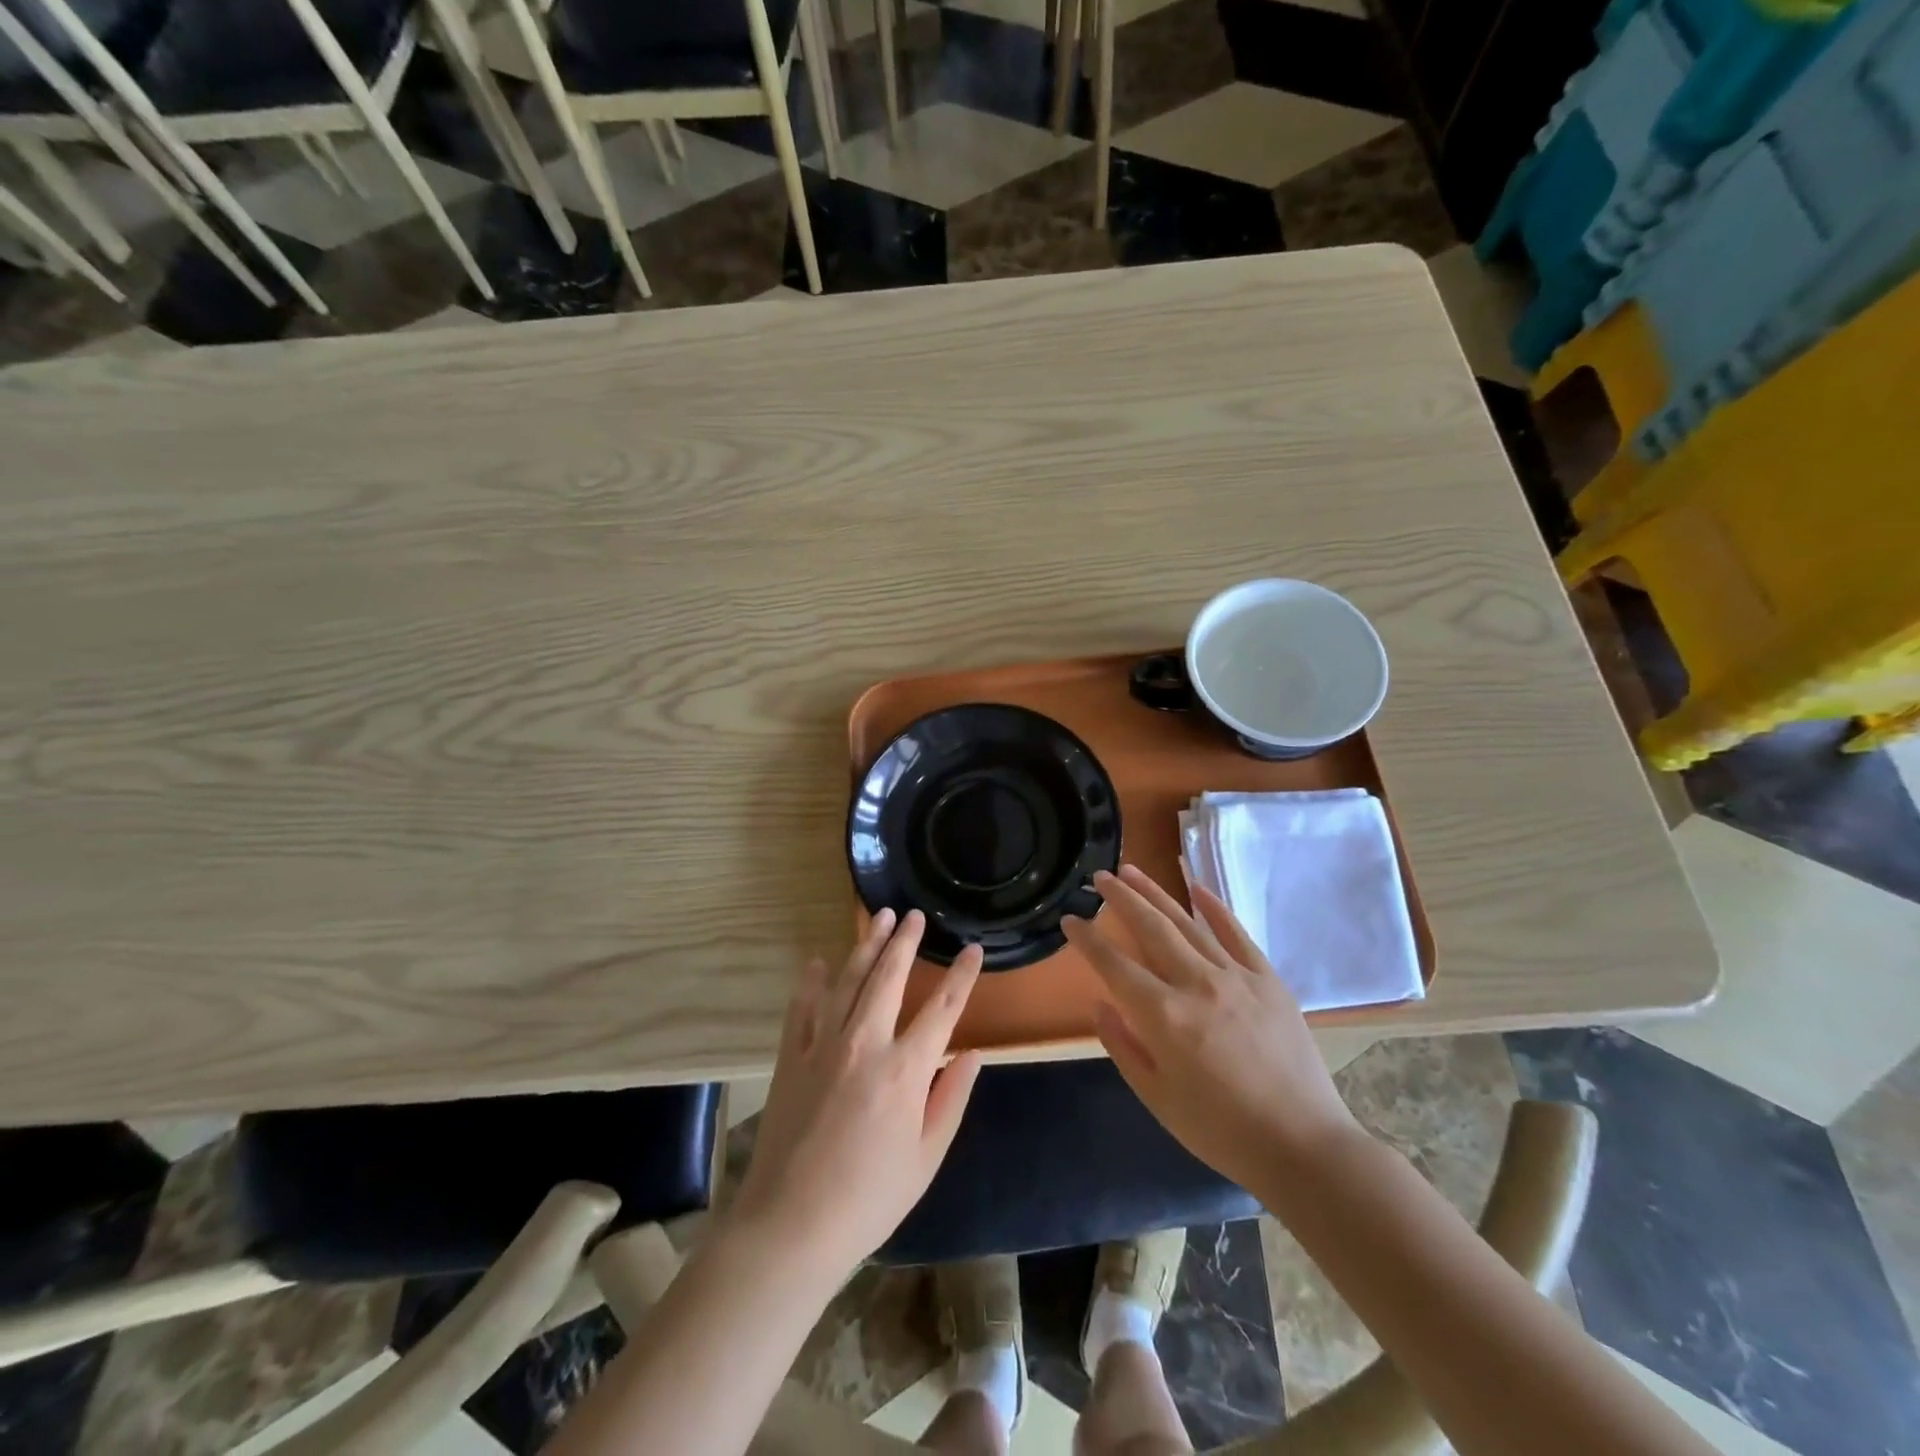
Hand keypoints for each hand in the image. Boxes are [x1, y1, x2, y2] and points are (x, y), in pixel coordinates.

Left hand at [728, 909, 982, 1278]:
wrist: (790, 1226)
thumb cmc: (869, 1199)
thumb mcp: (926, 1158)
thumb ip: (951, 1100)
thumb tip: (972, 1054)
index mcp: (906, 1070)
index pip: (942, 1009)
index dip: (961, 976)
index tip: (972, 949)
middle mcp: (866, 1043)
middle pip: (889, 978)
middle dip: (905, 942)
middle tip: (913, 914)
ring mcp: (823, 1046)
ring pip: (848, 981)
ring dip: (866, 946)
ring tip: (879, 918)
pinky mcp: (791, 1058)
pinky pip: (802, 1008)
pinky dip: (811, 982)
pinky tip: (818, 962)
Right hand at [1063, 865, 1358, 1193]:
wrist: (1302, 1146)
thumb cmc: (1221, 1131)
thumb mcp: (1157, 1098)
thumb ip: (1123, 1046)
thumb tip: (1100, 1004)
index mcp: (1164, 1016)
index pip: (1114, 964)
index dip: (1087, 940)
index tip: (1069, 920)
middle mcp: (1196, 984)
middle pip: (1150, 928)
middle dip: (1120, 898)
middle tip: (1099, 876)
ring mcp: (1236, 976)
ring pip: (1187, 923)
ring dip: (1156, 893)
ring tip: (1132, 870)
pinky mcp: (1268, 979)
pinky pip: (1236, 933)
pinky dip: (1213, 907)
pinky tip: (1195, 887)